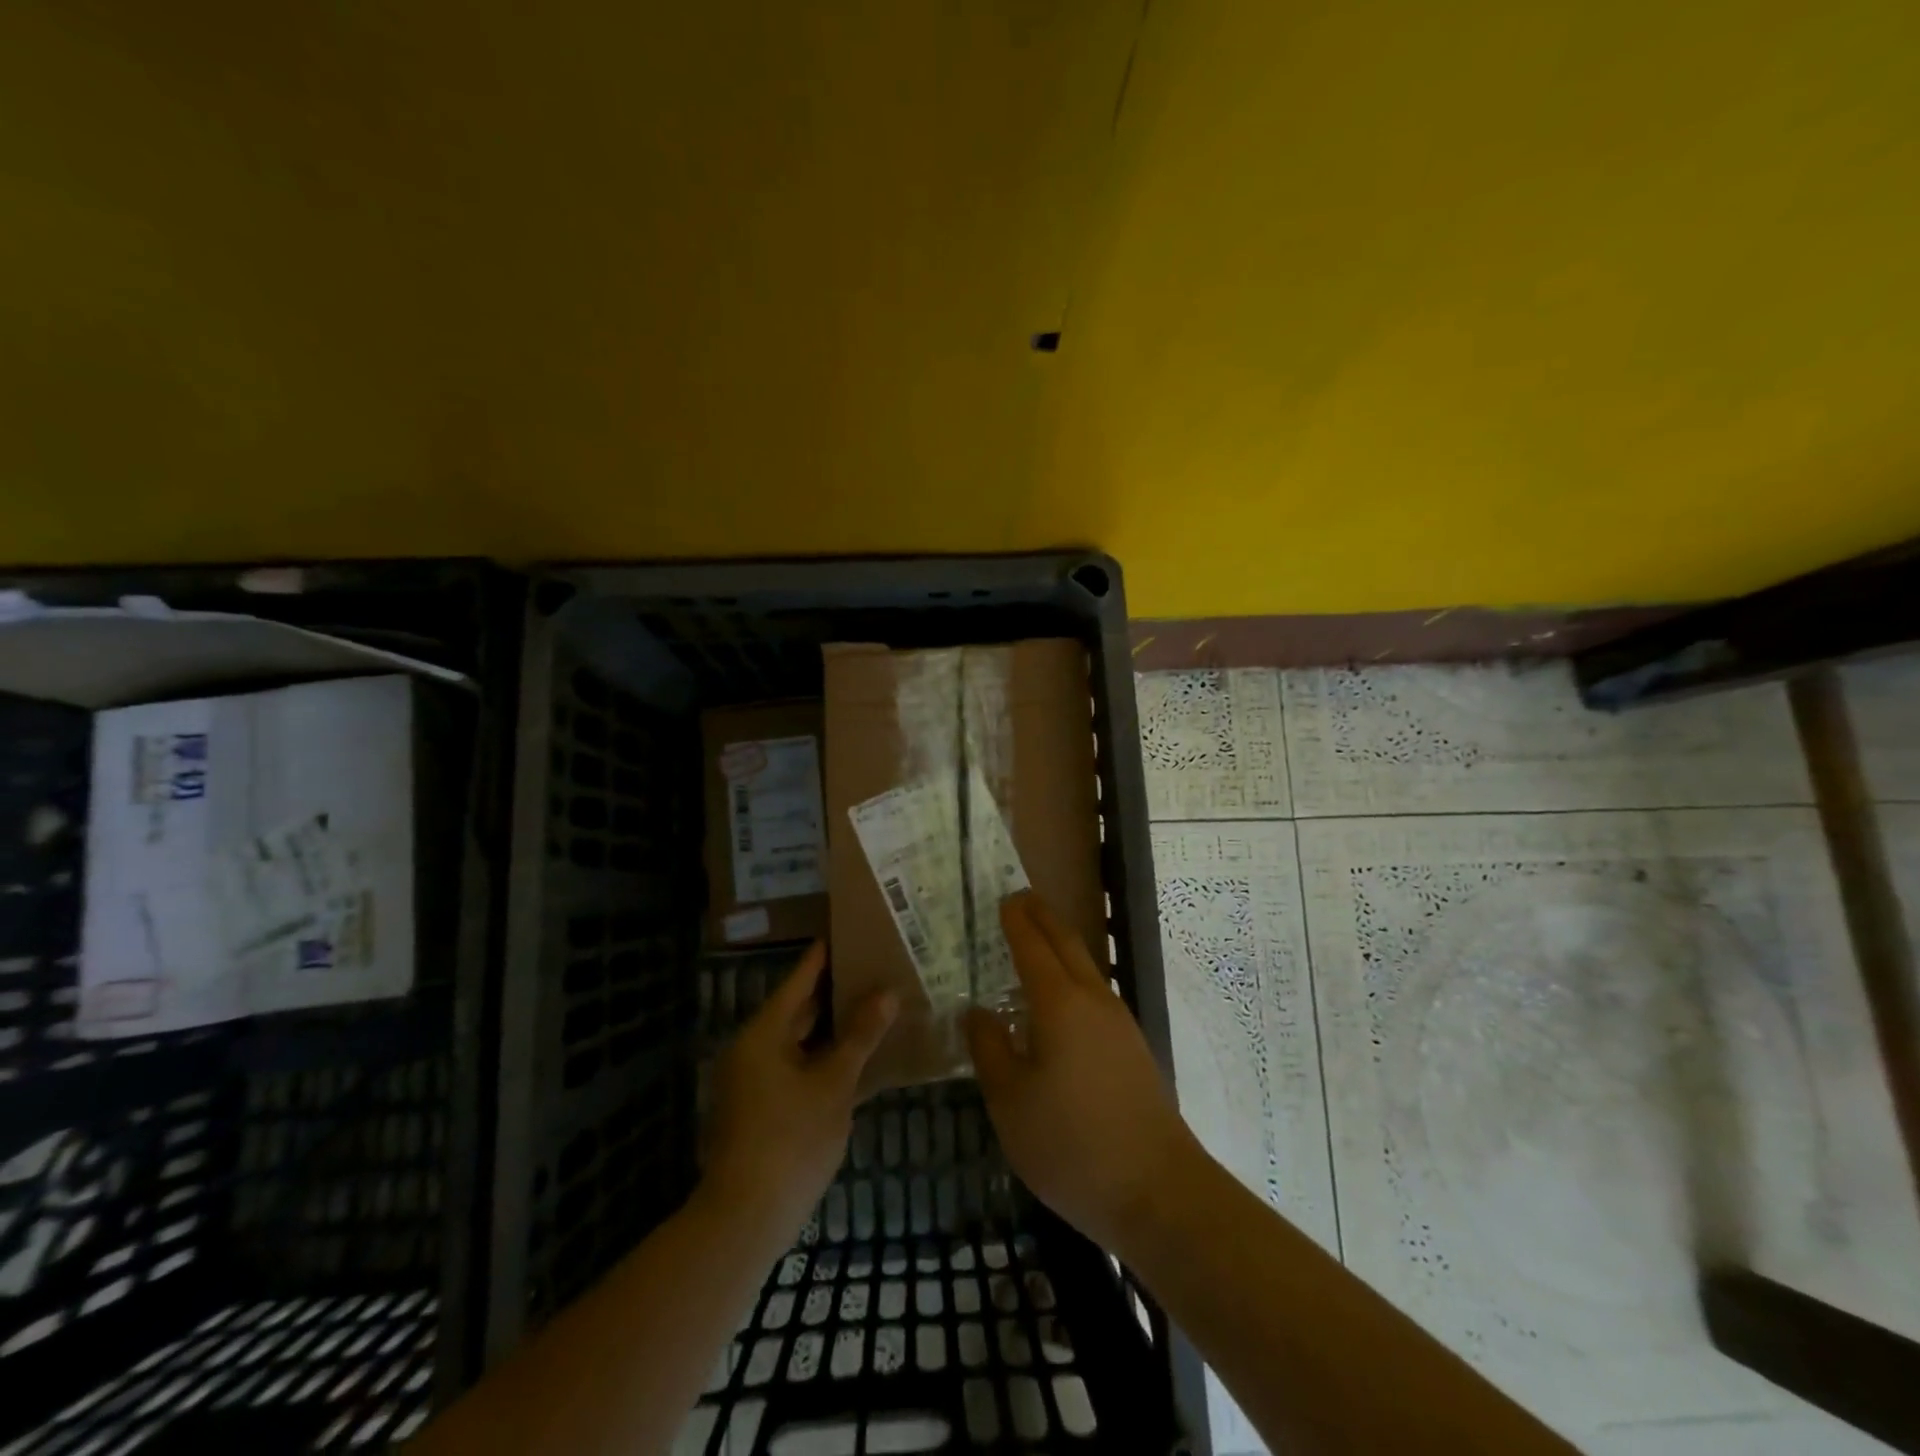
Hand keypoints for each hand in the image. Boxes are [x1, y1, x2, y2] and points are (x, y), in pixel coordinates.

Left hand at [703, 942, 897, 1238]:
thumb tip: (887, 993)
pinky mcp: (759, 1108)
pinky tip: (854, 1058)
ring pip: (798, 1041)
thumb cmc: (791, 1140)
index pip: (799, 980)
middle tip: (871, 969)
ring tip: (871, 1007)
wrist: (746, 1218)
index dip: (824, 957)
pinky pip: (795, 1066)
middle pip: (797, 1009)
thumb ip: (860, 1036)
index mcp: (764, 1033)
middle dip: (833, 992)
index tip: (847, 932)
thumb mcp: (834, 1084)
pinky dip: (821, 1058)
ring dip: (830, 1028)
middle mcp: (753, 1049)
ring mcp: (753, 1081)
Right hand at [965, 893, 1204, 1253]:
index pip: (1033, 946)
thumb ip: (990, 1049)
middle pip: (1066, 944)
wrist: (1157, 1190)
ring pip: (1085, 968)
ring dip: (1060, 947)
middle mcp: (1093, 1000)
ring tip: (1036, 945)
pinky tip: (1061, 1004)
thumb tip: (977, 1012)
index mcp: (1059, 1003)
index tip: (1004, 899)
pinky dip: (1073, 978)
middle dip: (1043, 918)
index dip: (1016, 921)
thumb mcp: (1010, 1102)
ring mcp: (1119, 1023)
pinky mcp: (1133, 1048)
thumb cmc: (1071, 1145)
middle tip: (1021, 901)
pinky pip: (1095, 994)